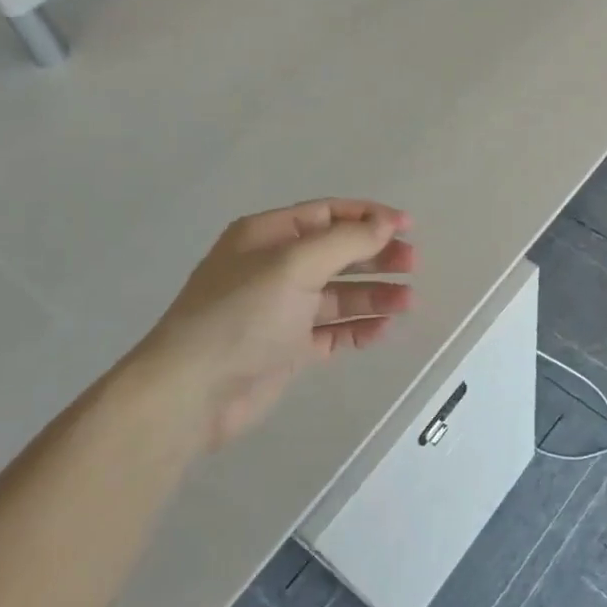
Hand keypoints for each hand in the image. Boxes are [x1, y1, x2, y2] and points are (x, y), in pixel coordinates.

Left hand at [131, 199, 415, 449]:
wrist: (193, 392)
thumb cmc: (241, 316)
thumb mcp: (294, 265)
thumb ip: (345, 242)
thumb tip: (386, 223)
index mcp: (267, 236)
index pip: (327, 214)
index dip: (368, 217)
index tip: (408, 227)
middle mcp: (274, 267)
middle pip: (337, 252)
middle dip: (376, 256)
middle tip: (413, 265)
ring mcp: (281, 310)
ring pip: (338, 294)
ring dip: (374, 295)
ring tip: (408, 303)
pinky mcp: (288, 348)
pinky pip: (331, 331)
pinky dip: (357, 328)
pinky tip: (382, 331)